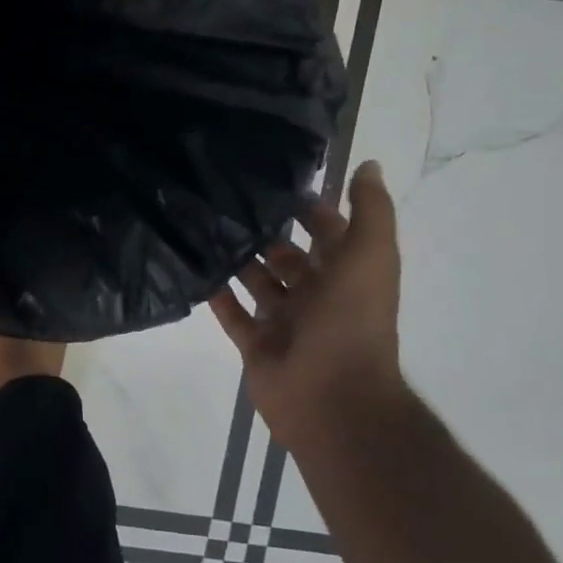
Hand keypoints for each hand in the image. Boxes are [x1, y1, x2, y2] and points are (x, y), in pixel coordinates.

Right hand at [208, 159, 404, 453]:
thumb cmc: (351, 322)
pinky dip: (216, 292)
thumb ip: (369, 212)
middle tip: (222, 200)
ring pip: (256, 281)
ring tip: (200, 225)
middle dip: (262, 231)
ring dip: (235, 258)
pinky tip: (192, 265)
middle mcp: (317, 295)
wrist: (332, 398)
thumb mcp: (370, 257)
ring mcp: (285, 321)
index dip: (307, 208)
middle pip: (286, 255)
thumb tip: (368, 164)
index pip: (327, 232)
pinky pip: (232, 313)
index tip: (270, 179)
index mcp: (347, 275)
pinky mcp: (257, 344)